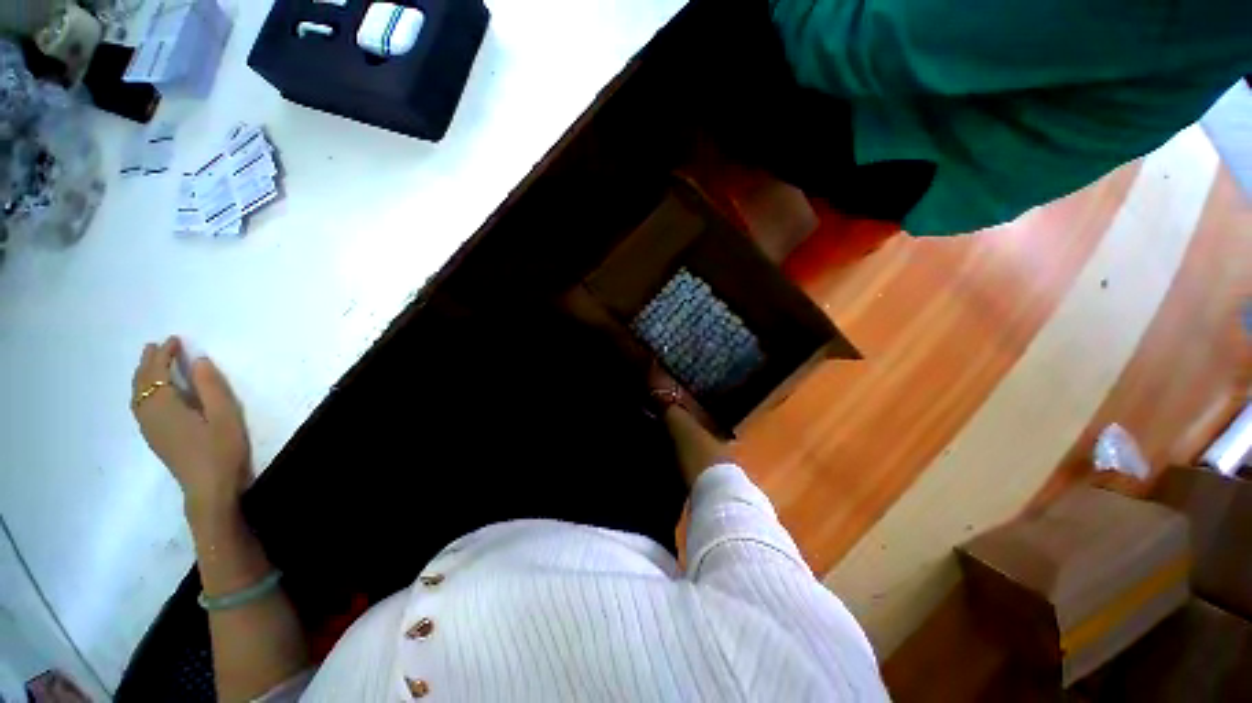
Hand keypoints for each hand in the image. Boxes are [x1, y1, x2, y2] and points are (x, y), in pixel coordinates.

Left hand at [132, 336, 250, 514]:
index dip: (164, 354)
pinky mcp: (155, 438)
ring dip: (142, 376)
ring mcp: (149, 429)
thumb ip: (211, 387)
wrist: (208, 489)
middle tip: (157, 345)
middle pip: (142, 383)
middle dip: (148, 362)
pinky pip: (140, 406)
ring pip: (137, 396)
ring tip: (150, 363)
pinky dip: (142, 391)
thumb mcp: (225, 417)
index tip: (174, 340)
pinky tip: (150, 393)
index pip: (158, 373)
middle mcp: (150, 415)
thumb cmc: (220, 450)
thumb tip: (198, 360)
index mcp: (166, 407)